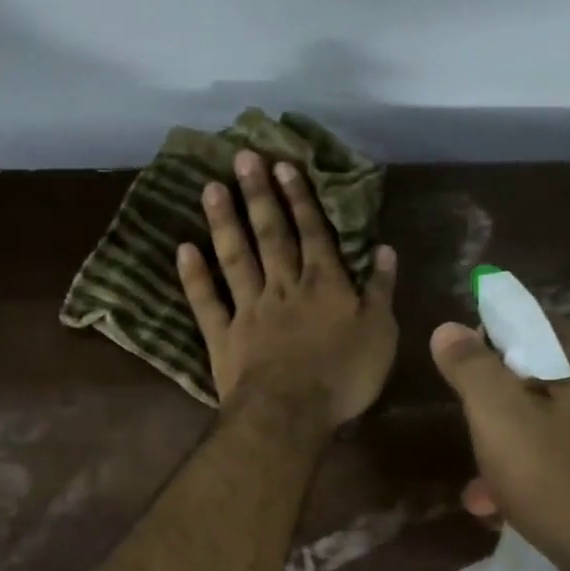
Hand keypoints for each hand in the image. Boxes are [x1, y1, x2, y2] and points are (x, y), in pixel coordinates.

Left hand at [178, 150, 397, 429]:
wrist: (291, 412)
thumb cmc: (343, 376)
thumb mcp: (380, 333)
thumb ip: (381, 290)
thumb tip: (386, 249)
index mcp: (324, 284)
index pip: (312, 232)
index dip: (299, 198)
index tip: (283, 166)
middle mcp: (283, 286)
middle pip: (270, 234)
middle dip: (258, 195)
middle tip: (242, 158)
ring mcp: (248, 309)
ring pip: (235, 257)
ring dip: (224, 222)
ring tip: (211, 188)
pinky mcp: (223, 336)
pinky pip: (206, 301)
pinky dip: (193, 276)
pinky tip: (183, 248)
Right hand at [430, 316, 569, 570]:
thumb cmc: (563, 483)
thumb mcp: (500, 419)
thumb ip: (472, 369)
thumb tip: (448, 328)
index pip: (535, 324)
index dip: (492, 338)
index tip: (462, 367)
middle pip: (544, 382)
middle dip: (499, 409)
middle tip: (471, 434)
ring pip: (558, 430)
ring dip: (514, 453)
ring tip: (480, 490)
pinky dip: (543, 480)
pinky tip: (513, 512)